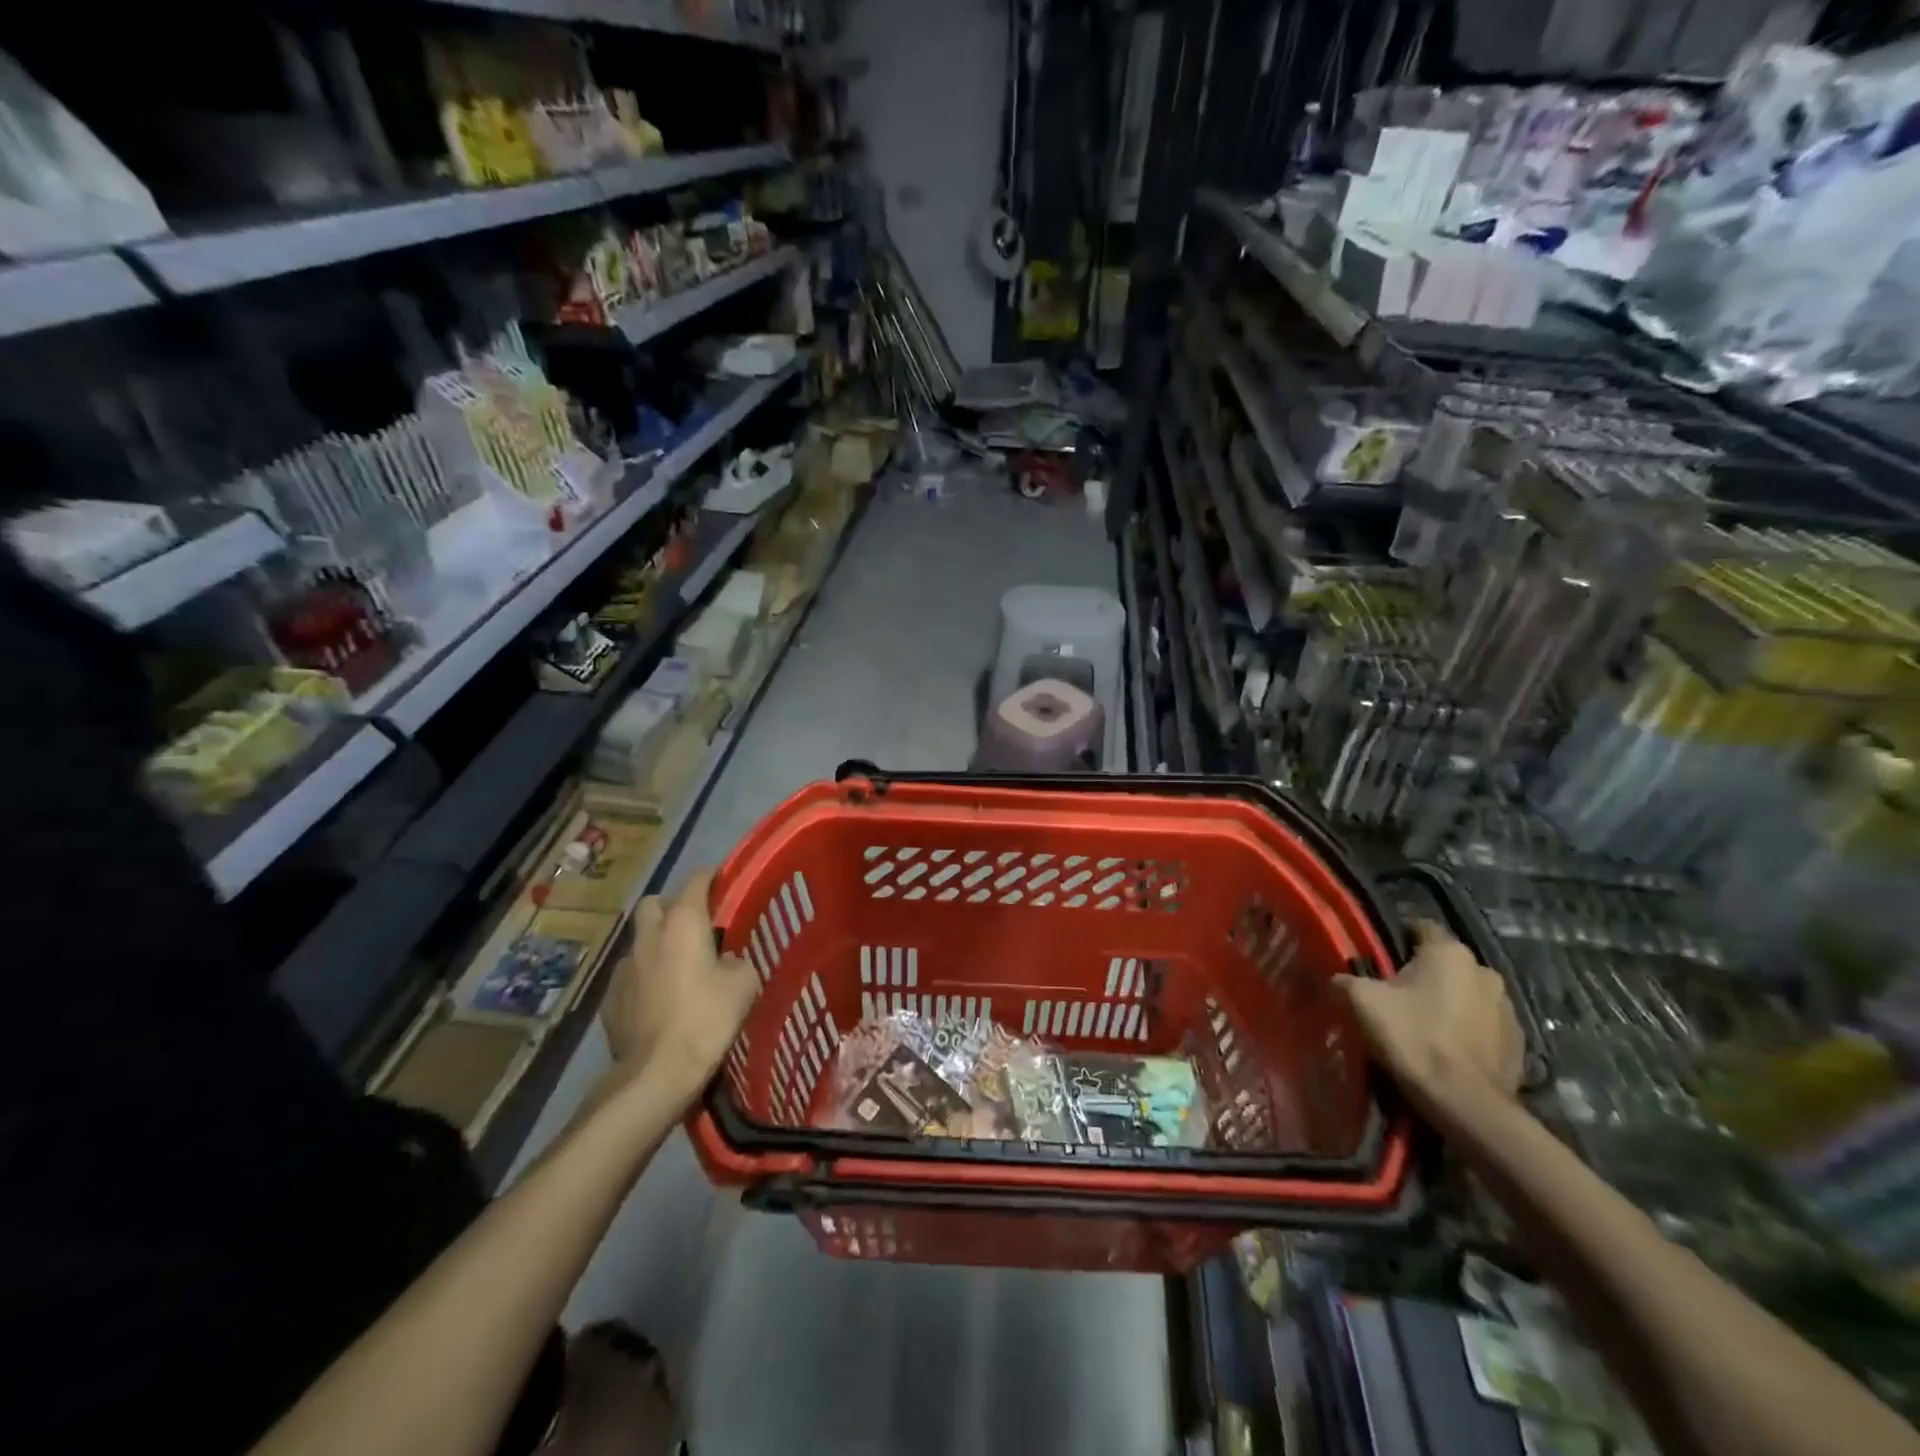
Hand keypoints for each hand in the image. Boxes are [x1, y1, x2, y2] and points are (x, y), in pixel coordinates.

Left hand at [602, 869, 758, 1102]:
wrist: (656, 1073)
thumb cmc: (707, 1019)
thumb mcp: (744, 985)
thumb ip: (737, 962)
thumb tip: (726, 961)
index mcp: (684, 923)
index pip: (696, 880)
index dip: (711, 877)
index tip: (723, 882)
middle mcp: (649, 936)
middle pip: (653, 903)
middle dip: (671, 906)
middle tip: (692, 926)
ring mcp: (623, 967)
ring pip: (639, 940)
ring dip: (655, 945)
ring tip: (675, 968)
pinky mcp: (609, 998)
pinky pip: (628, 975)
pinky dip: (643, 979)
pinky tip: (657, 1001)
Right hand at [1337, 919, 1523, 1109]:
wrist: (1465, 1104)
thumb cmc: (1413, 1039)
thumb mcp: (1362, 1002)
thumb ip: (1346, 980)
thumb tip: (1339, 979)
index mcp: (1449, 952)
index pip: (1420, 926)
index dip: (1397, 937)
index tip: (1379, 958)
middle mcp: (1484, 970)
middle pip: (1445, 962)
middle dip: (1423, 973)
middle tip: (1396, 995)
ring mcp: (1508, 1007)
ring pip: (1467, 992)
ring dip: (1449, 1001)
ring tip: (1424, 1025)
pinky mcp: (1519, 1041)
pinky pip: (1484, 1023)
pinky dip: (1467, 1028)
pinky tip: (1448, 1048)